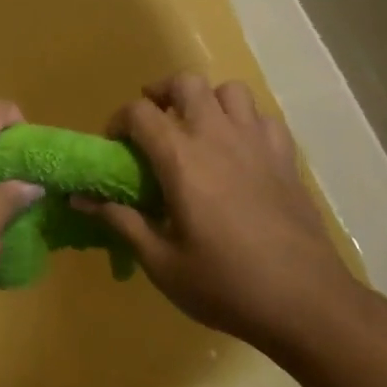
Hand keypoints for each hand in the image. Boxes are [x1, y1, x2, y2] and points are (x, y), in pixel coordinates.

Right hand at [82, 74, 359, 354]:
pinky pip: (263, 118)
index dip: (119, 121)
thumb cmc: (225, 284)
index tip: (115, 145)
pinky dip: (245, 122)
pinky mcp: (286, 158)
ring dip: (208, 101)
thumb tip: (80, 199)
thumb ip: (121, 222)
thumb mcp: (161, 262)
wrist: (306, 302)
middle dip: (163, 93)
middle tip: (154, 120)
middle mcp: (217, 136)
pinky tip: (239, 150)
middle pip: (186, 83)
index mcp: (181, 158)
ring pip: (229, 91)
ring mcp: (256, 143)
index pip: (140, 112)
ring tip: (198, 128)